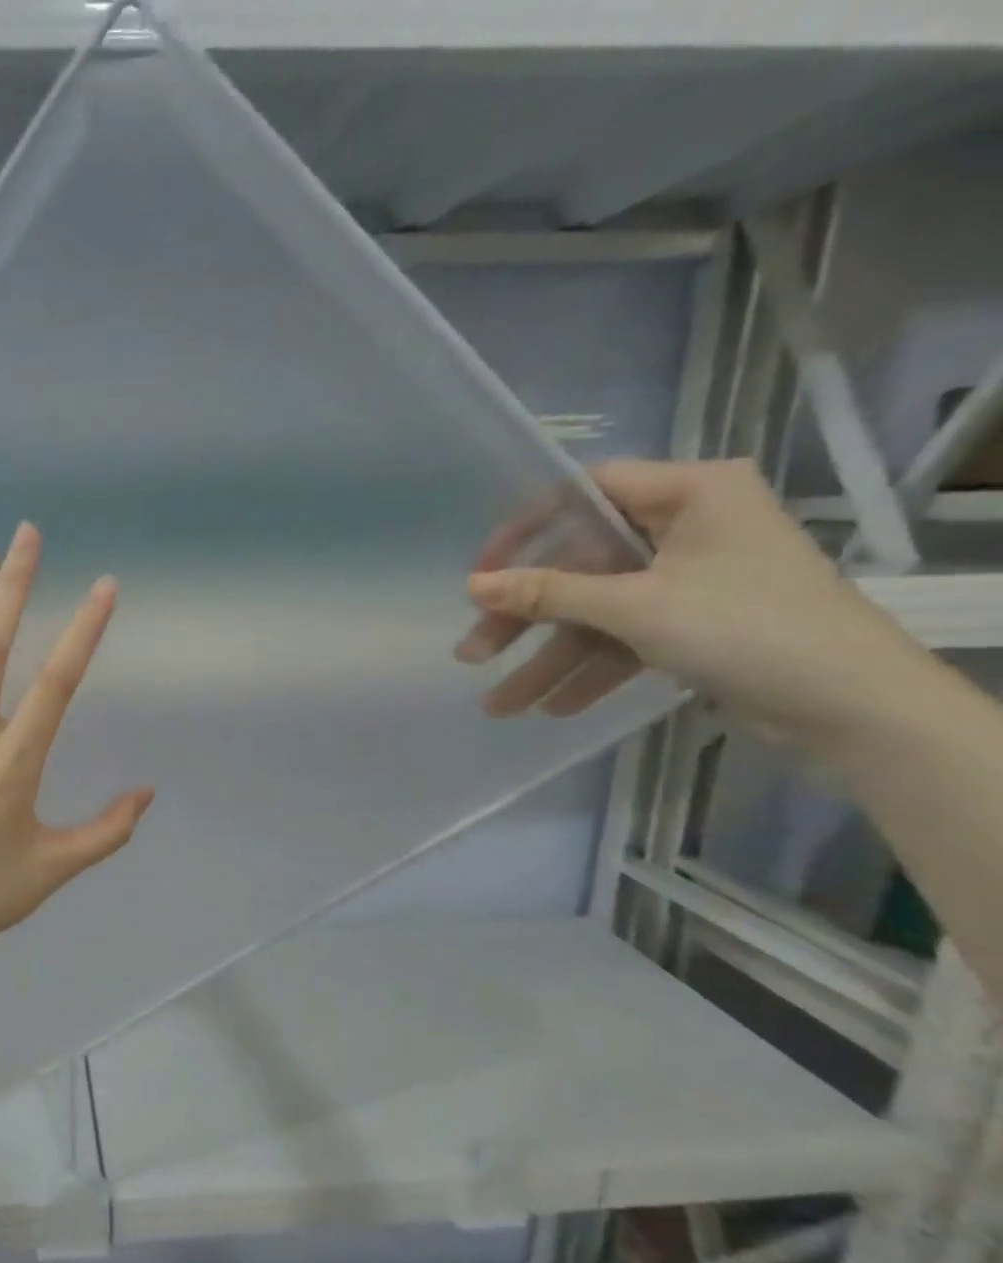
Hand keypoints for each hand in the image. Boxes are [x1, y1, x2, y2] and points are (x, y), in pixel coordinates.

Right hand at [457, 458, 935, 755]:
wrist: (852, 706)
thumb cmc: (746, 629)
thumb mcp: (635, 607)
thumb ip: (549, 593)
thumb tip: (472, 585)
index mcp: (690, 493)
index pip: (586, 492)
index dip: (526, 530)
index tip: (483, 574)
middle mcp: (688, 526)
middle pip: (581, 564)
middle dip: (526, 619)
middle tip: (474, 653)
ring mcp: (690, 577)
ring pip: (598, 609)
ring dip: (550, 658)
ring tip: (501, 705)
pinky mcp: (695, 621)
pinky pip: (626, 636)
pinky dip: (592, 669)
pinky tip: (554, 707)